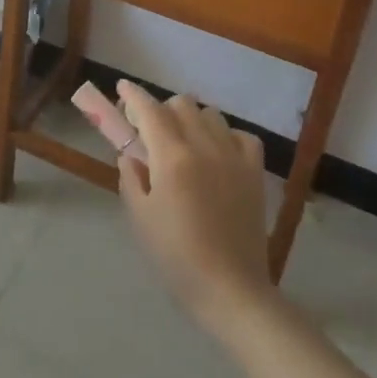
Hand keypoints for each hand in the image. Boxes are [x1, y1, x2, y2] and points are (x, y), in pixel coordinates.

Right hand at [116, 81, 276, 327]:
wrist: (231, 290)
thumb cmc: (177, 257)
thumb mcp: (140, 218)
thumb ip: (131, 178)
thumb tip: (131, 155)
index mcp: (172, 157)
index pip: (149, 110)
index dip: (133, 95)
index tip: (122, 87)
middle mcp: (204, 145)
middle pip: (181, 104)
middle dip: (161, 109)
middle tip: (149, 130)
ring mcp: (233, 156)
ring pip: (210, 114)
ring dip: (191, 119)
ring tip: (183, 141)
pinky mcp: (254, 171)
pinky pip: (240, 135)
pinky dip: (225, 135)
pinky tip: (217, 153)